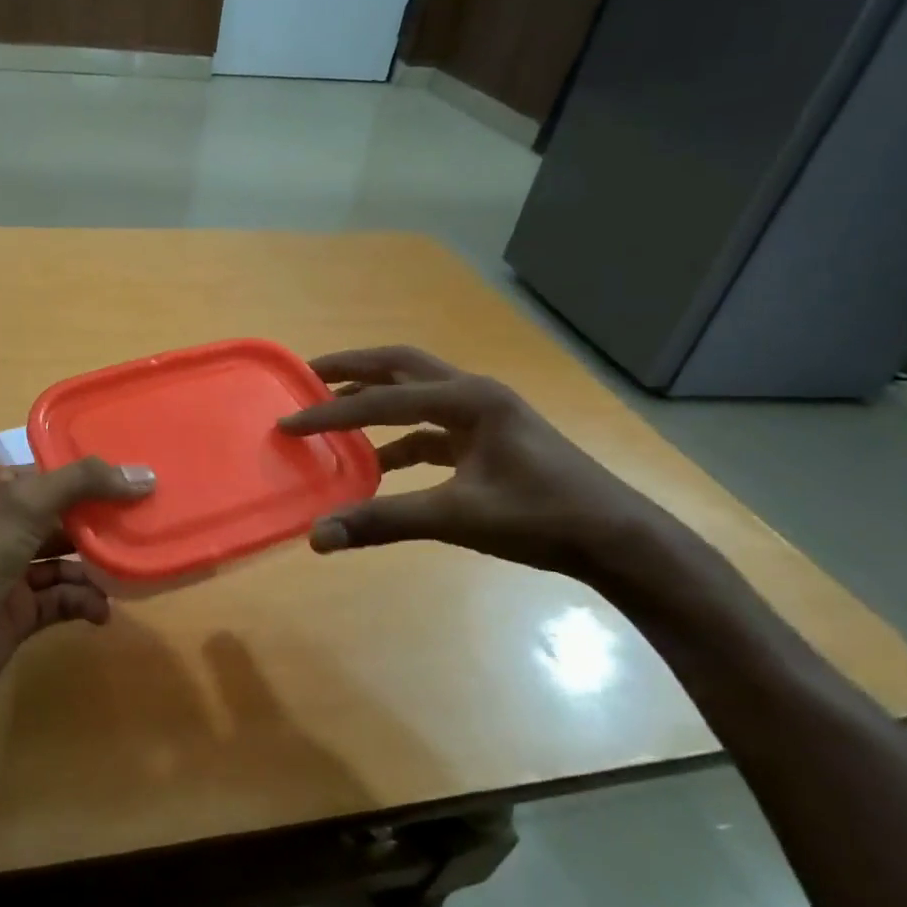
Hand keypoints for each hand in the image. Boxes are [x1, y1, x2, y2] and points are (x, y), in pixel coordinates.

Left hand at [0, 459, 154, 722]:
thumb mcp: (25, 506)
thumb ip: (82, 484)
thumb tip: (143, 474)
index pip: (49, 475)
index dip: (88, 473)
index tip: (134, 474)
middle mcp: (5, 532)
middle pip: (61, 518)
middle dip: (99, 520)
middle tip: (145, 522)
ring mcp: (11, 576)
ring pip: (65, 562)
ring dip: (96, 566)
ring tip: (131, 569)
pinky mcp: (19, 617)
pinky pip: (61, 602)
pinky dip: (83, 603)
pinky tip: (103, 612)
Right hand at [278, 345, 684, 581]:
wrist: (618, 541)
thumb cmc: (542, 518)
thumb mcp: (458, 518)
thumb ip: (383, 521)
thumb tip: (317, 537)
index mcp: (469, 399)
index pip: (383, 400)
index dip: (330, 412)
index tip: (287, 422)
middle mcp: (474, 393)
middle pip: (400, 366)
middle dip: (351, 368)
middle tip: (306, 374)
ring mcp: (484, 415)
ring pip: (415, 392)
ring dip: (374, 397)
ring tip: (332, 406)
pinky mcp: (488, 439)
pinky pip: (430, 428)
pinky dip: (397, 438)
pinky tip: (375, 463)